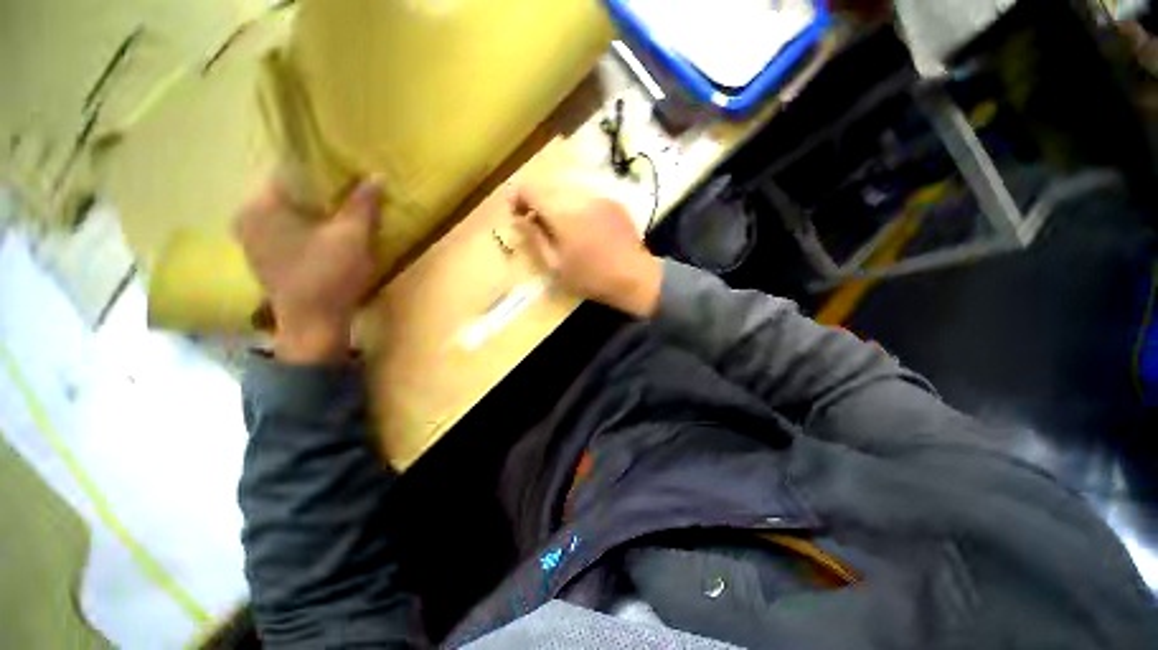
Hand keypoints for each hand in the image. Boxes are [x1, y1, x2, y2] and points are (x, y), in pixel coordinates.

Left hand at [236, 178, 382, 363]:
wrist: (314, 324)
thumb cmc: (330, 276)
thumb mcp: (353, 237)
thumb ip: (362, 205)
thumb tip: (376, 176)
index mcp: (260, 206)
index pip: (289, 171)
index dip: (321, 170)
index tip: (347, 173)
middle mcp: (247, 218)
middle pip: (287, 193)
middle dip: (319, 192)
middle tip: (349, 193)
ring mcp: (251, 241)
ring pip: (286, 213)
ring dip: (313, 211)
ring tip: (341, 212)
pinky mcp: (262, 259)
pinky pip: (284, 230)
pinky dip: (304, 228)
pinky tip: (326, 235)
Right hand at [511, 181, 661, 317]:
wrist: (634, 277)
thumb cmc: (591, 277)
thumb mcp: (555, 266)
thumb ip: (535, 238)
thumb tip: (521, 220)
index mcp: (563, 212)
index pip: (530, 188)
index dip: (517, 197)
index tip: (516, 214)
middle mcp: (580, 196)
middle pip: (548, 185)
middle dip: (536, 200)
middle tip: (534, 222)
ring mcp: (599, 197)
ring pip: (567, 189)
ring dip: (555, 202)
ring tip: (556, 225)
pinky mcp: (613, 203)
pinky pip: (585, 196)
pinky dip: (574, 205)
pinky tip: (580, 226)